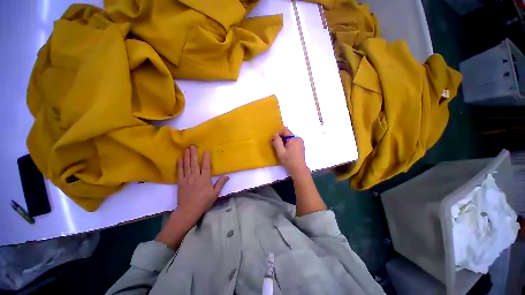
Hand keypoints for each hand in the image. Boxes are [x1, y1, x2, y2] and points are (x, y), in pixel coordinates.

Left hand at [177, 146, 228, 218]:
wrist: (188, 210)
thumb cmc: (204, 202)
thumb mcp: (215, 194)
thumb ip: (220, 183)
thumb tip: (227, 176)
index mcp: (204, 179)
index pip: (206, 165)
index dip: (206, 157)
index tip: (206, 150)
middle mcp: (195, 176)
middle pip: (195, 163)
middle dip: (194, 154)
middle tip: (193, 145)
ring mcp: (187, 178)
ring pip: (187, 165)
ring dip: (187, 156)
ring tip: (186, 149)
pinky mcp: (180, 182)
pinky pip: (179, 171)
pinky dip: (179, 164)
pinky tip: (180, 158)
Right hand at [272, 127, 308, 176]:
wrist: (298, 170)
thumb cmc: (289, 161)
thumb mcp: (280, 151)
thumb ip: (277, 142)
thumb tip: (275, 135)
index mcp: (294, 139)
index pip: (285, 130)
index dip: (277, 133)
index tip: (272, 139)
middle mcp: (298, 139)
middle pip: (287, 134)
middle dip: (280, 138)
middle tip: (274, 145)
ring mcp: (300, 143)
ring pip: (289, 139)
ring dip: (283, 142)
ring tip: (279, 149)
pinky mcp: (300, 147)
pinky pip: (292, 142)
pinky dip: (287, 144)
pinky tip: (284, 151)